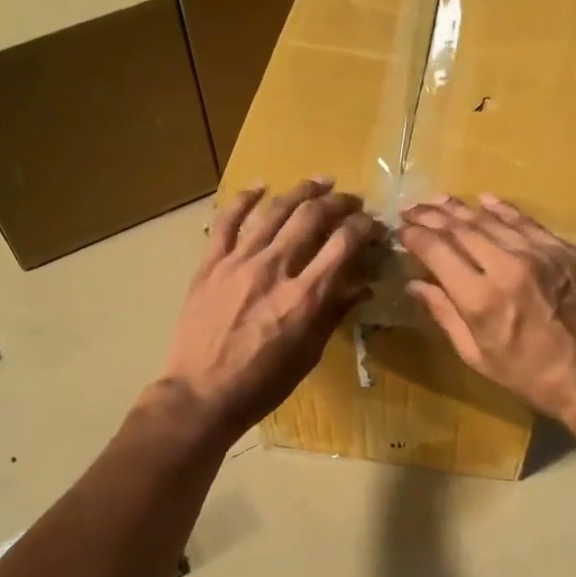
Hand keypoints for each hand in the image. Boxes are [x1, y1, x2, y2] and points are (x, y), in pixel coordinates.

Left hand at [158, 180, 378, 438]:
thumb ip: (333, 314)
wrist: (202, 395)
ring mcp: (239, 262)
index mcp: (305, 296)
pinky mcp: (211, 264)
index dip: (363, 227)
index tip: (373, 223)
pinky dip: (244, 198)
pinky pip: (227, 221)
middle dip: (338, 202)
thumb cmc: (262, 384)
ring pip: (274, 211)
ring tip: (319, 181)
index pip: (343, 244)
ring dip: (301, 191)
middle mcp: (275, 269)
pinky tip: (260, 185)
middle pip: (312, 218)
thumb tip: (362, 286)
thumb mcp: (308, 354)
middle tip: (351, 200)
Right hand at [398, 195, 575, 423]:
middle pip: (460, 229)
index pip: (437, 251)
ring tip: (439, 201)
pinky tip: (484, 200)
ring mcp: (540, 254)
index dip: (414, 236)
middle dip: (431, 216)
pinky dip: (502, 209)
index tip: (400, 229)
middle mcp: (508, 267)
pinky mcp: (564, 251)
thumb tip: (415, 284)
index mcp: (481, 298)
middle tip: (411, 208)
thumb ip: (444, 312)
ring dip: (460, 208)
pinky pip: (526, 222)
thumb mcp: (475, 354)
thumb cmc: (526, 374)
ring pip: (491, 220)